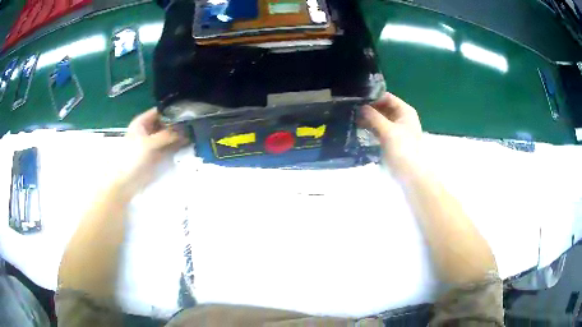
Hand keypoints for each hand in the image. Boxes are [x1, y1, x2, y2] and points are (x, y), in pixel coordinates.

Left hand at [117, 108, 187, 193]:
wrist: (126, 181)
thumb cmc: (132, 157)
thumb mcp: (148, 143)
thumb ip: (166, 135)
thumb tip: (184, 130)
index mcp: (141, 122)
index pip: (159, 111)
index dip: (171, 110)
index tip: (186, 110)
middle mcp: (148, 130)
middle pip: (165, 122)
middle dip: (177, 123)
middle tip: (193, 122)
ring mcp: (153, 143)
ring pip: (168, 135)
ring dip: (178, 134)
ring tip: (193, 132)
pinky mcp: (157, 154)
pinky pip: (169, 146)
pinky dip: (177, 145)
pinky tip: (188, 143)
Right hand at [360, 92, 422, 178]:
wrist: (410, 174)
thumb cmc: (402, 149)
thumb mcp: (388, 130)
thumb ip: (373, 117)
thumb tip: (360, 106)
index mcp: (405, 111)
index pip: (387, 97)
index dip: (373, 97)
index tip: (357, 99)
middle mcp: (401, 117)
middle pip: (383, 107)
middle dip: (369, 108)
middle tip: (351, 108)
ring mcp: (396, 129)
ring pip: (380, 118)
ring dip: (368, 118)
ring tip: (352, 117)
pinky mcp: (391, 139)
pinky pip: (379, 129)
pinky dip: (371, 127)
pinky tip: (359, 127)